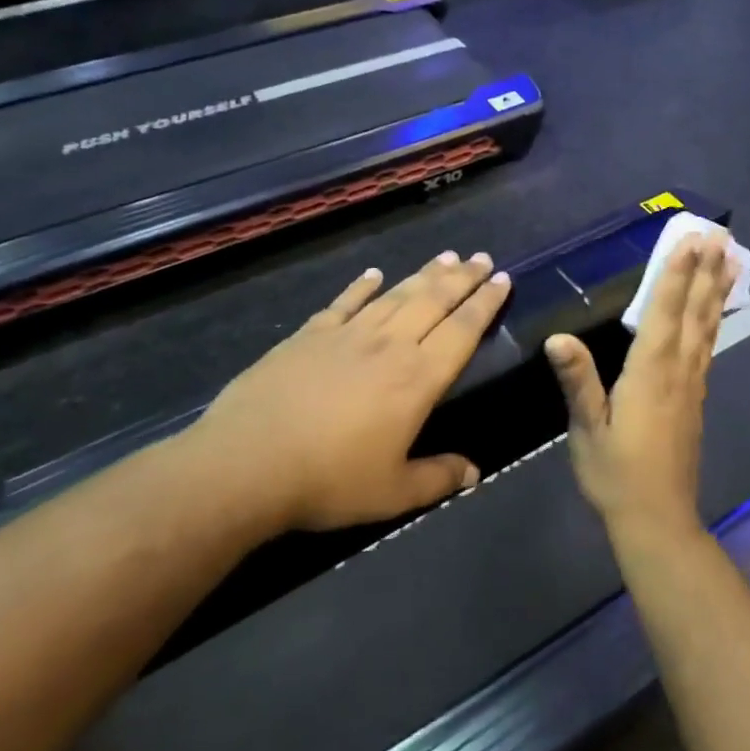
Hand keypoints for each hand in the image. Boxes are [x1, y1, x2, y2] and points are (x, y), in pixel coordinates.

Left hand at [187, 252, 510, 531]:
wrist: (247, 464)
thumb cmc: (328, 481)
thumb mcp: (392, 493)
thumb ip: (437, 477)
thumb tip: (474, 472)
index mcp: (417, 379)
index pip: (462, 331)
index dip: (485, 303)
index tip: (502, 279)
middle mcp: (389, 346)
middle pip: (433, 301)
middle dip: (462, 278)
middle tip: (482, 258)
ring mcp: (347, 335)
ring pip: (395, 295)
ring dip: (423, 274)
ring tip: (446, 257)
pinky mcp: (309, 335)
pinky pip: (344, 302)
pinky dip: (361, 286)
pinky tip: (373, 274)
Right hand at [546, 233, 735, 545]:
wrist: (656, 519)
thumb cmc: (615, 473)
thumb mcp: (587, 429)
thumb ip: (578, 381)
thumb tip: (558, 337)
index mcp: (650, 373)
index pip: (664, 313)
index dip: (676, 274)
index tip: (691, 240)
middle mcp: (678, 371)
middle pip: (695, 312)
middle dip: (706, 271)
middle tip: (721, 236)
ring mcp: (692, 384)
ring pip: (707, 327)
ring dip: (717, 290)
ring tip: (731, 260)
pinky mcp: (695, 398)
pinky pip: (707, 345)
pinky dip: (714, 319)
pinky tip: (714, 313)